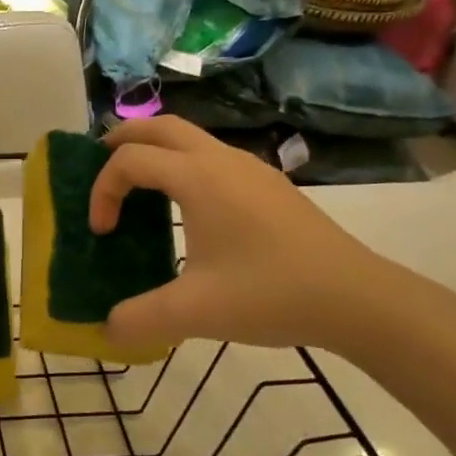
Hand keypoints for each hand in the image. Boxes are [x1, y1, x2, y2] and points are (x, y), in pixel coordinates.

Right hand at [88, 117, 411, 355]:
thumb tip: (107, 329)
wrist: (357, 298)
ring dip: (155, 150)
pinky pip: (212, 157)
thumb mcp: (195, 312)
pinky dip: (182, 165)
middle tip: (98, 166)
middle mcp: (222, 160)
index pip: (131, 161)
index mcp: (198, 178)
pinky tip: (188, 208)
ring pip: (190, 137)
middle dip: (122, 140)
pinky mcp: (269, 185)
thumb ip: (140, 319)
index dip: (103, 191)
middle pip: (160, 126)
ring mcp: (250, 169)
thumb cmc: (271, 294)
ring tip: (138, 185)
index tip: (102, 233)